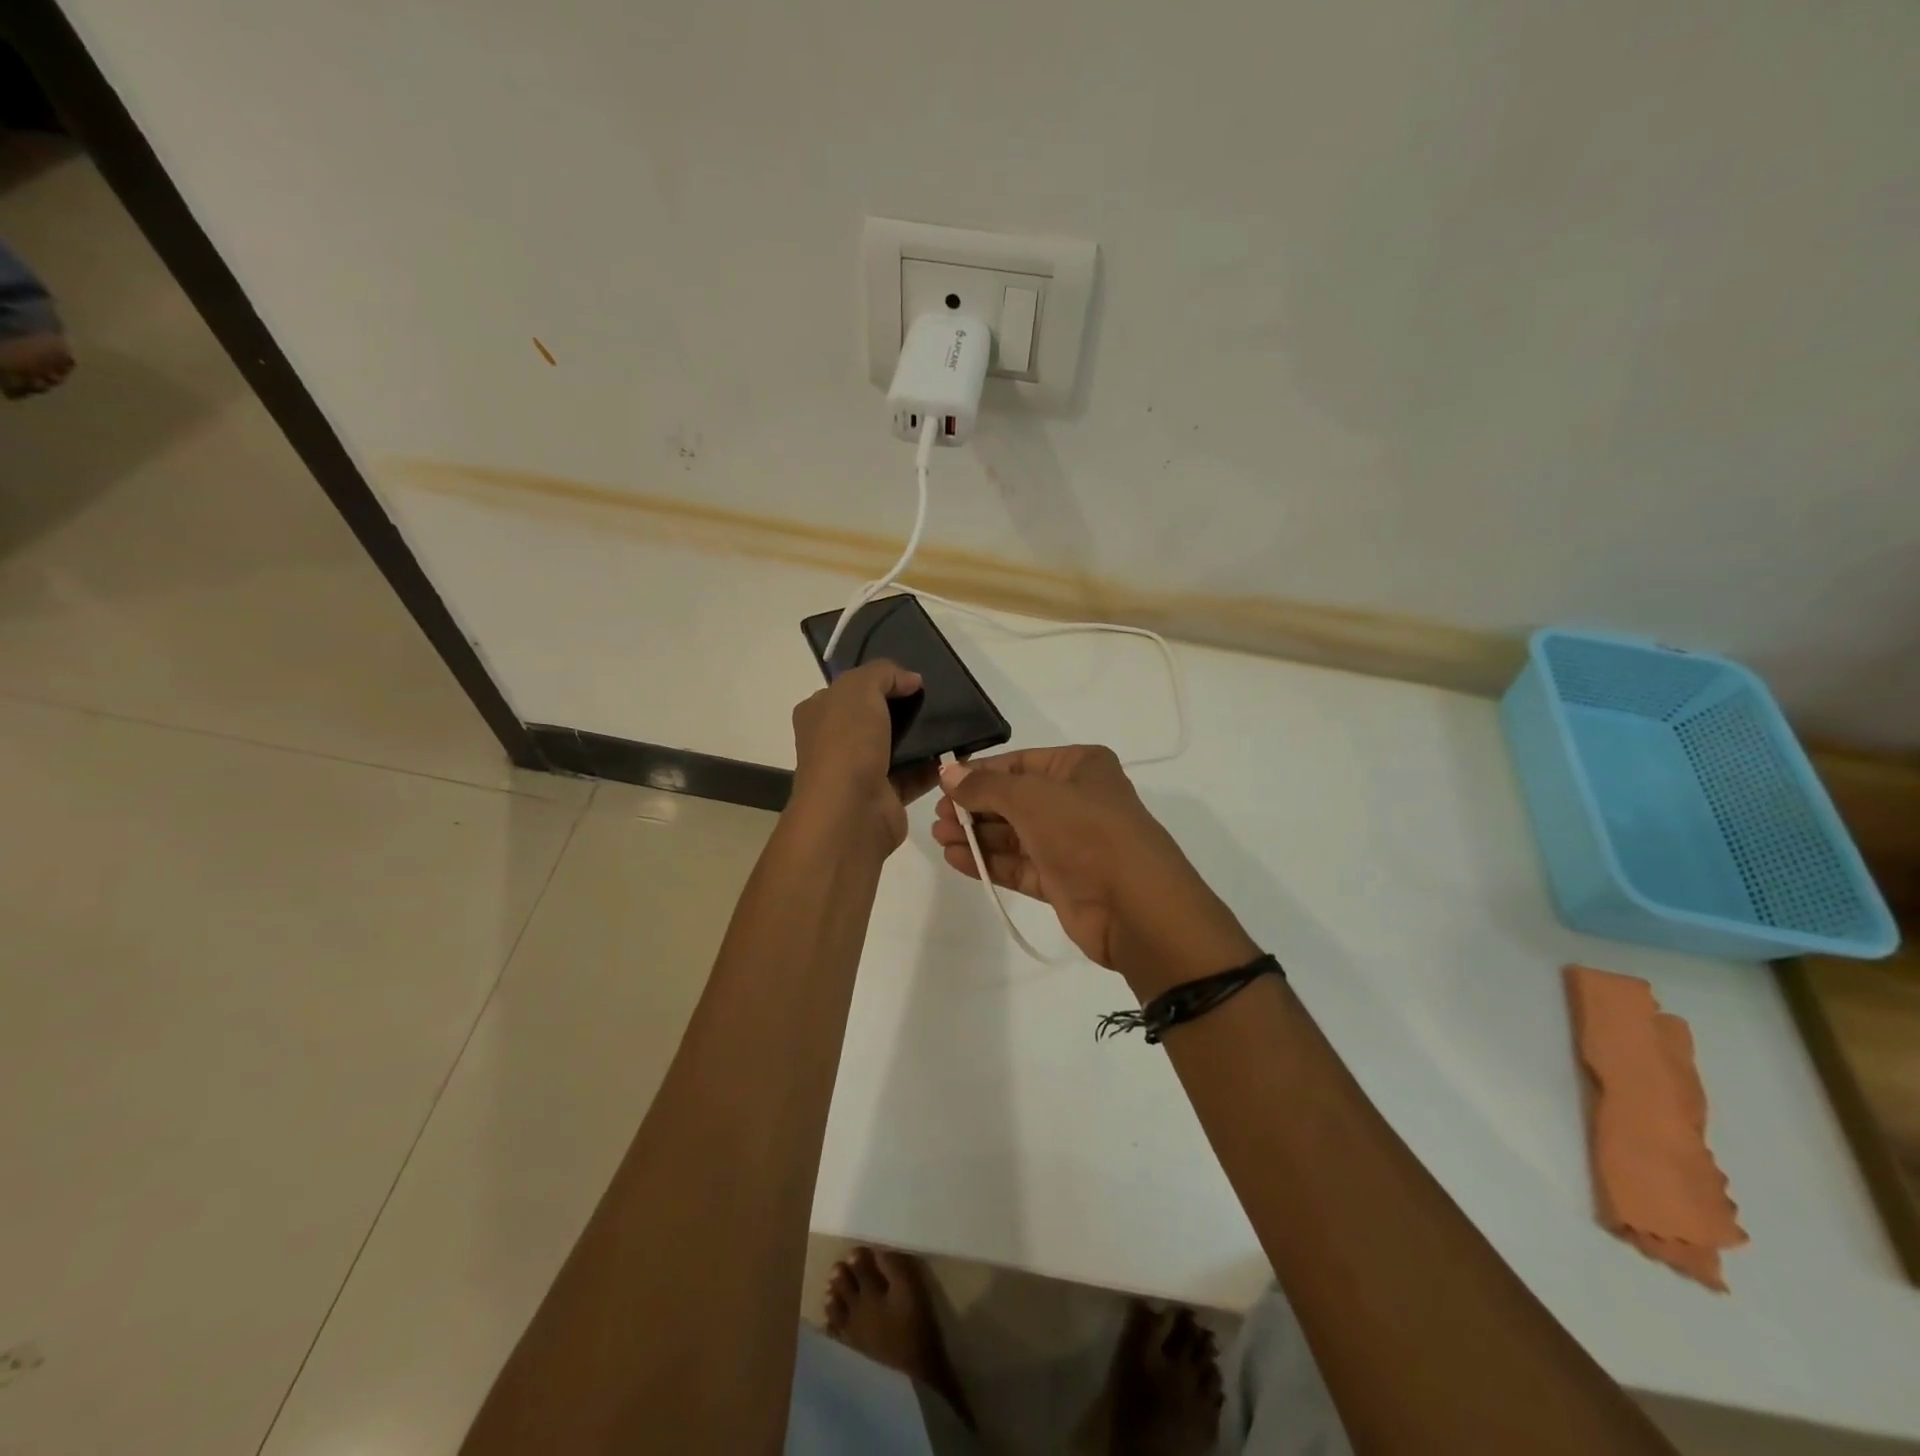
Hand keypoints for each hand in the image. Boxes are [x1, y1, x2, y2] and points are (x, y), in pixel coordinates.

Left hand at [789, 659, 936, 851]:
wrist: (851, 812)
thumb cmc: (846, 744)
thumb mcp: (859, 689)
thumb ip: (884, 674)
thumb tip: (911, 679)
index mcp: (818, 714)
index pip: (847, 690)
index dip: (878, 680)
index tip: (911, 679)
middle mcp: (835, 743)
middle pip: (874, 717)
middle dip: (903, 708)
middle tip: (936, 699)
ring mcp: (860, 772)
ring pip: (896, 746)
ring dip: (922, 737)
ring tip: (952, 722)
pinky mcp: (886, 796)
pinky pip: (915, 775)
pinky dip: (934, 765)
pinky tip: (956, 752)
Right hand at [932, 746, 1257, 992]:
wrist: (1135, 906)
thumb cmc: (1085, 832)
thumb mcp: (1031, 797)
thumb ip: (985, 786)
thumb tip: (948, 771)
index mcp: (1080, 767)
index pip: (1019, 763)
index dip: (980, 772)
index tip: (943, 784)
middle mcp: (1076, 800)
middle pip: (1014, 799)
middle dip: (974, 807)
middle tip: (937, 817)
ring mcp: (1070, 842)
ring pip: (1014, 834)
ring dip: (977, 835)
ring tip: (939, 837)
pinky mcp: (1062, 880)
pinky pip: (1019, 865)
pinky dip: (989, 861)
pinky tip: (956, 859)